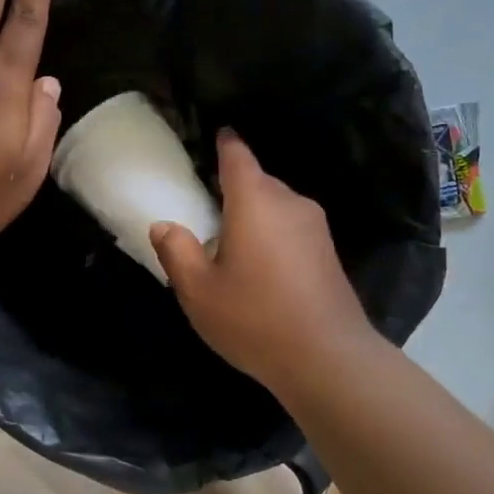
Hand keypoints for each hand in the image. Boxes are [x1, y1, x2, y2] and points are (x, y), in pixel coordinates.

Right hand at [150, 130, 378, 396]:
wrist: (327, 358)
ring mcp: (315, 227)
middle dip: (234, 190)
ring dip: (254, 216)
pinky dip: (272, 236)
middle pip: (257, 182)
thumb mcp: (198, 290)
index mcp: (255, 201)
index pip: (238, 157)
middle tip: (207, 211)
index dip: (226, 144)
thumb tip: (164, 225)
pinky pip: (291, 229)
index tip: (218, 135)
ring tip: (231, 244)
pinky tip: (260, 268)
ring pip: (276, 207)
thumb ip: (176, 251)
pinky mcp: (328, 253)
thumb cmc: (254, 318)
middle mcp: (289, 202)